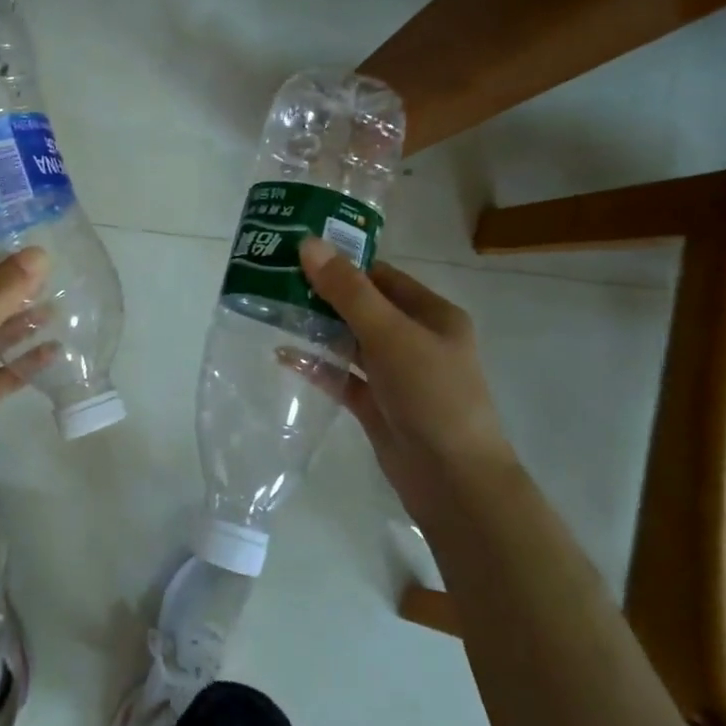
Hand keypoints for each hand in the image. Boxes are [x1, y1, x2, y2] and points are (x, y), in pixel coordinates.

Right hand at [298, 237, 512, 514]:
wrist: (453, 481)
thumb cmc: (431, 395)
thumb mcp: (390, 334)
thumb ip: (348, 291)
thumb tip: (309, 244)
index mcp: (433, 316)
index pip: (382, 277)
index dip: (344, 263)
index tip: (298, 253)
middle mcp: (416, 340)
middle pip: (363, 308)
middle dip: (323, 295)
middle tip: (275, 279)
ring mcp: (396, 375)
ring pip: (350, 342)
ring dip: (317, 329)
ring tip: (272, 311)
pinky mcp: (378, 406)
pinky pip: (342, 376)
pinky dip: (317, 365)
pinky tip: (283, 355)